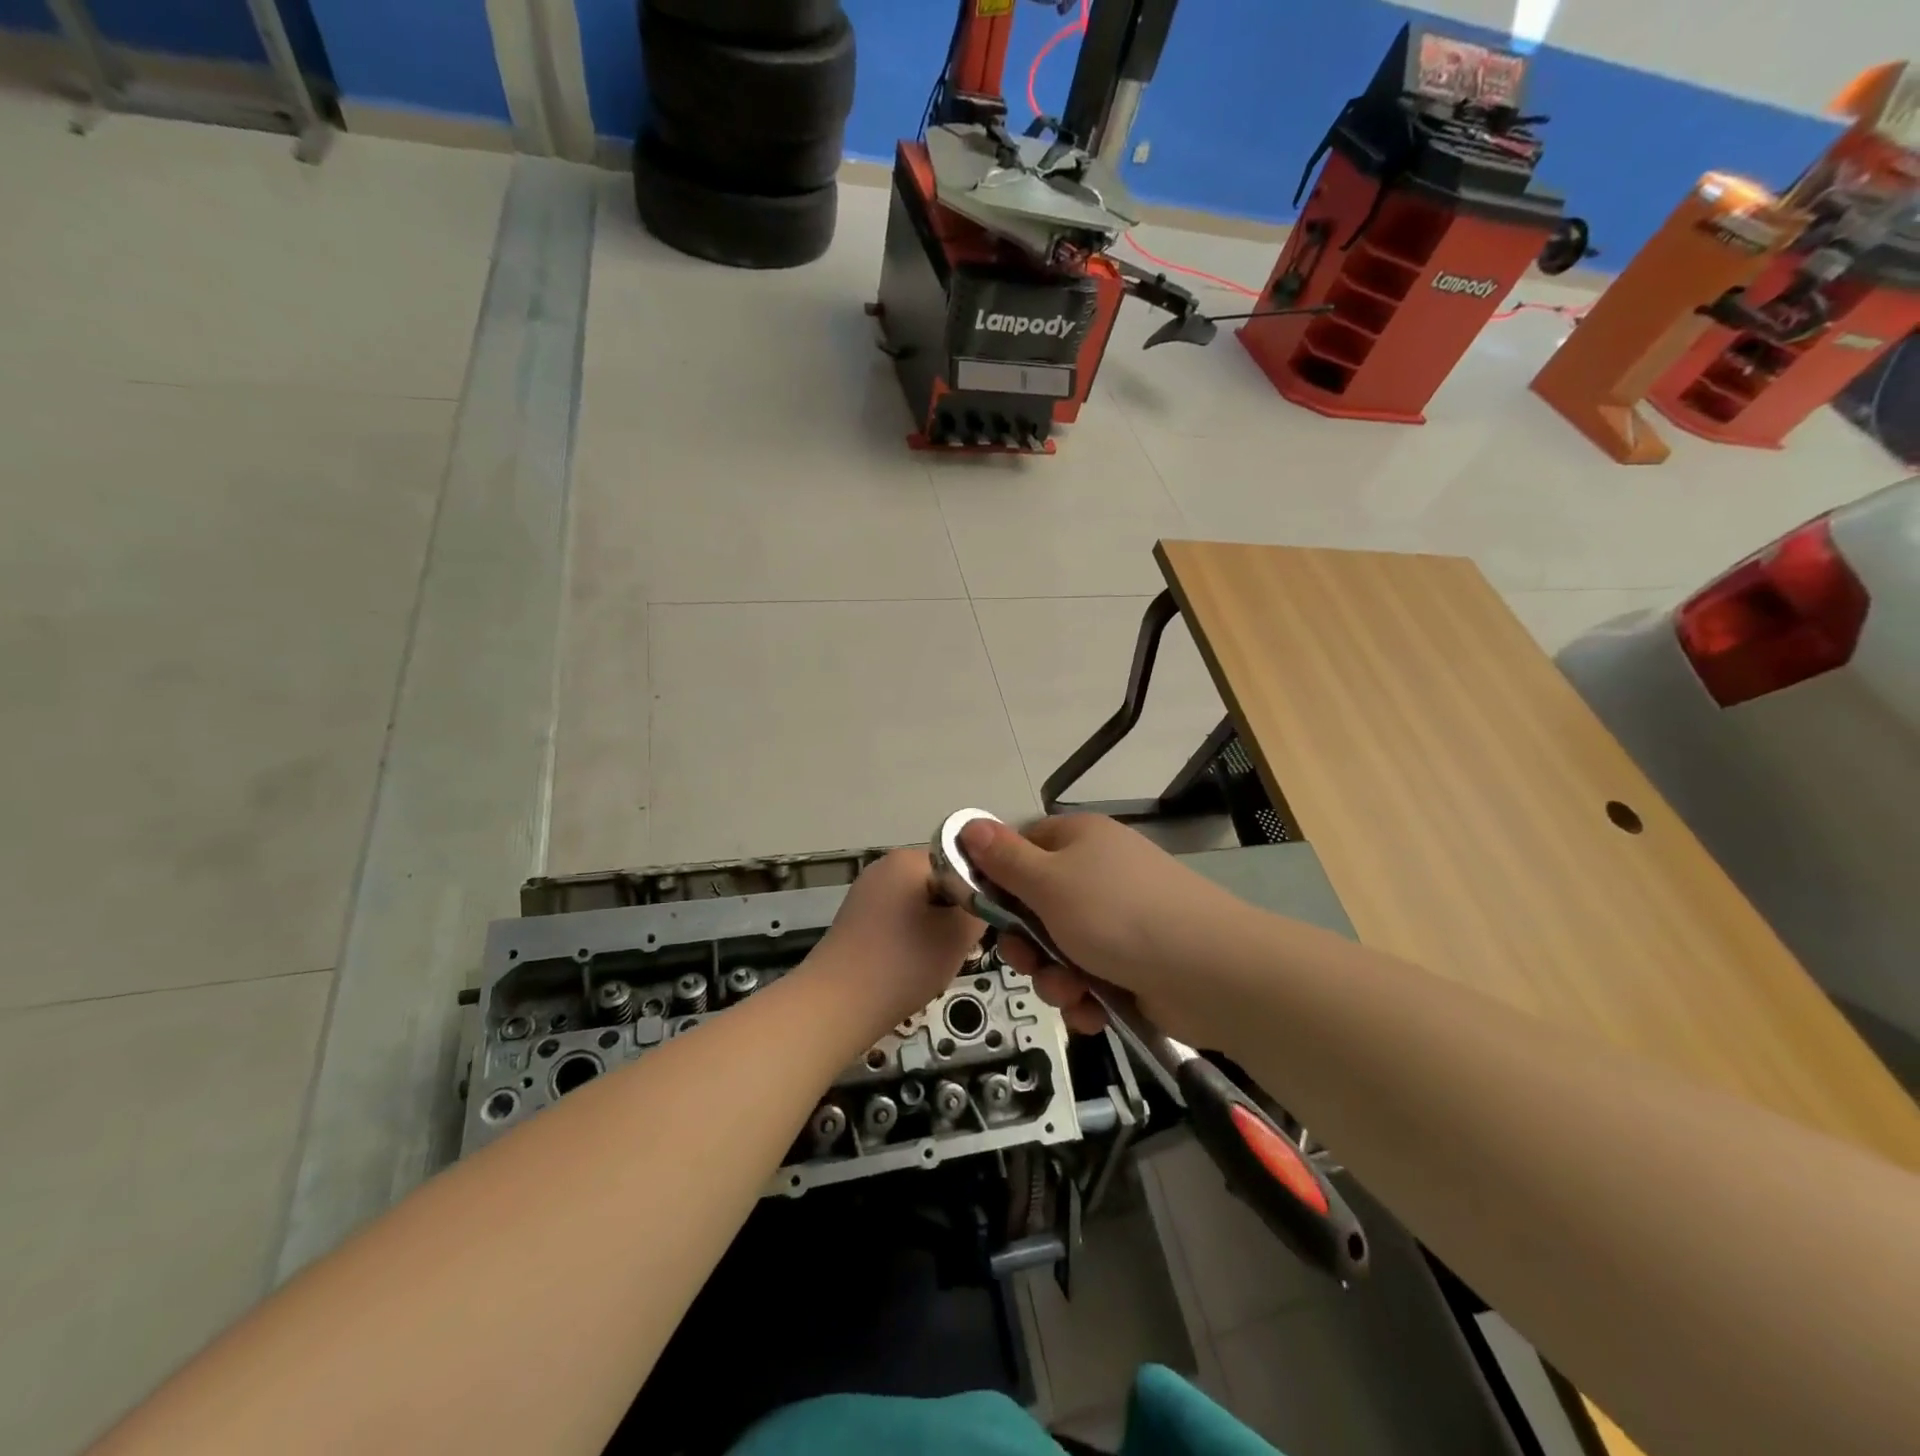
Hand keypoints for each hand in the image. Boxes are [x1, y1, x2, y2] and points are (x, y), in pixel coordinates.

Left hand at [811, 848, 984, 1036]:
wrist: (835, 1007)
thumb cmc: (903, 963)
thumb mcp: (959, 935)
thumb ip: (981, 908)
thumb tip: (986, 899)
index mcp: (907, 859)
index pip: (962, 862)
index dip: (979, 892)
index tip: (987, 923)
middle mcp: (884, 867)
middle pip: (940, 883)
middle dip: (956, 912)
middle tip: (967, 946)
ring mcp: (866, 893)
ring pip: (921, 904)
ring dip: (936, 928)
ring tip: (941, 959)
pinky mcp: (857, 920)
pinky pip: (899, 920)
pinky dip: (913, 939)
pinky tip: (915, 966)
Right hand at [957, 814, 1251, 1044]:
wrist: (1209, 971)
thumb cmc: (1118, 915)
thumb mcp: (1049, 883)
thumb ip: (1003, 859)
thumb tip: (968, 823)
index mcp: (1077, 840)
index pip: (1020, 848)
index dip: (997, 879)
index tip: (981, 909)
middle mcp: (1097, 873)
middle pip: (1035, 905)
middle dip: (1026, 942)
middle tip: (1027, 960)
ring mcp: (1118, 918)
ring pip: (1058, 947)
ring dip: (1054, 976)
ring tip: (1071, 990)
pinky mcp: (1134, 960)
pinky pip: (1089, 975)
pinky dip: (1084, 995)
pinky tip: (1092, 1009)